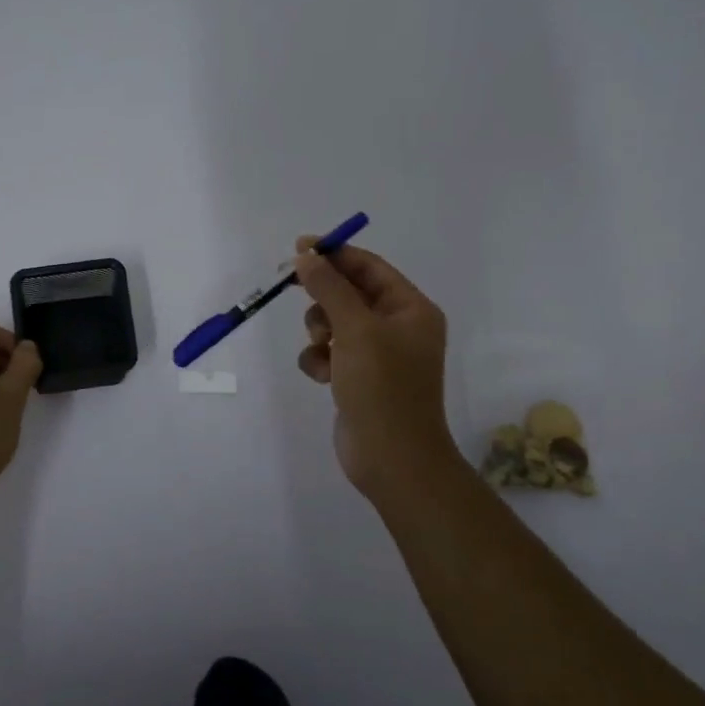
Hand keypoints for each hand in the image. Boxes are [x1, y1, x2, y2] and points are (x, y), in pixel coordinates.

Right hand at [294, 240, 461, 499]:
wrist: (391, 458)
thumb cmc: (382, 386)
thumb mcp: (355, 329)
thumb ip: (329, 288)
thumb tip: (306, 256)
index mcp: (411, 309)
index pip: (370, 267)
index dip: (335, 254)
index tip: (299, 247)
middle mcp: (398, 327)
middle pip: (350, 293)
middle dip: (324, 297)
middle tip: (293, 290)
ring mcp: (379, 355)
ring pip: (335, 323)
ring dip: (319, 331)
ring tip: (322, 349)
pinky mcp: (359, 378)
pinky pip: (330, 353)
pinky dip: (321, 360)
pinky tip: (323, 377)